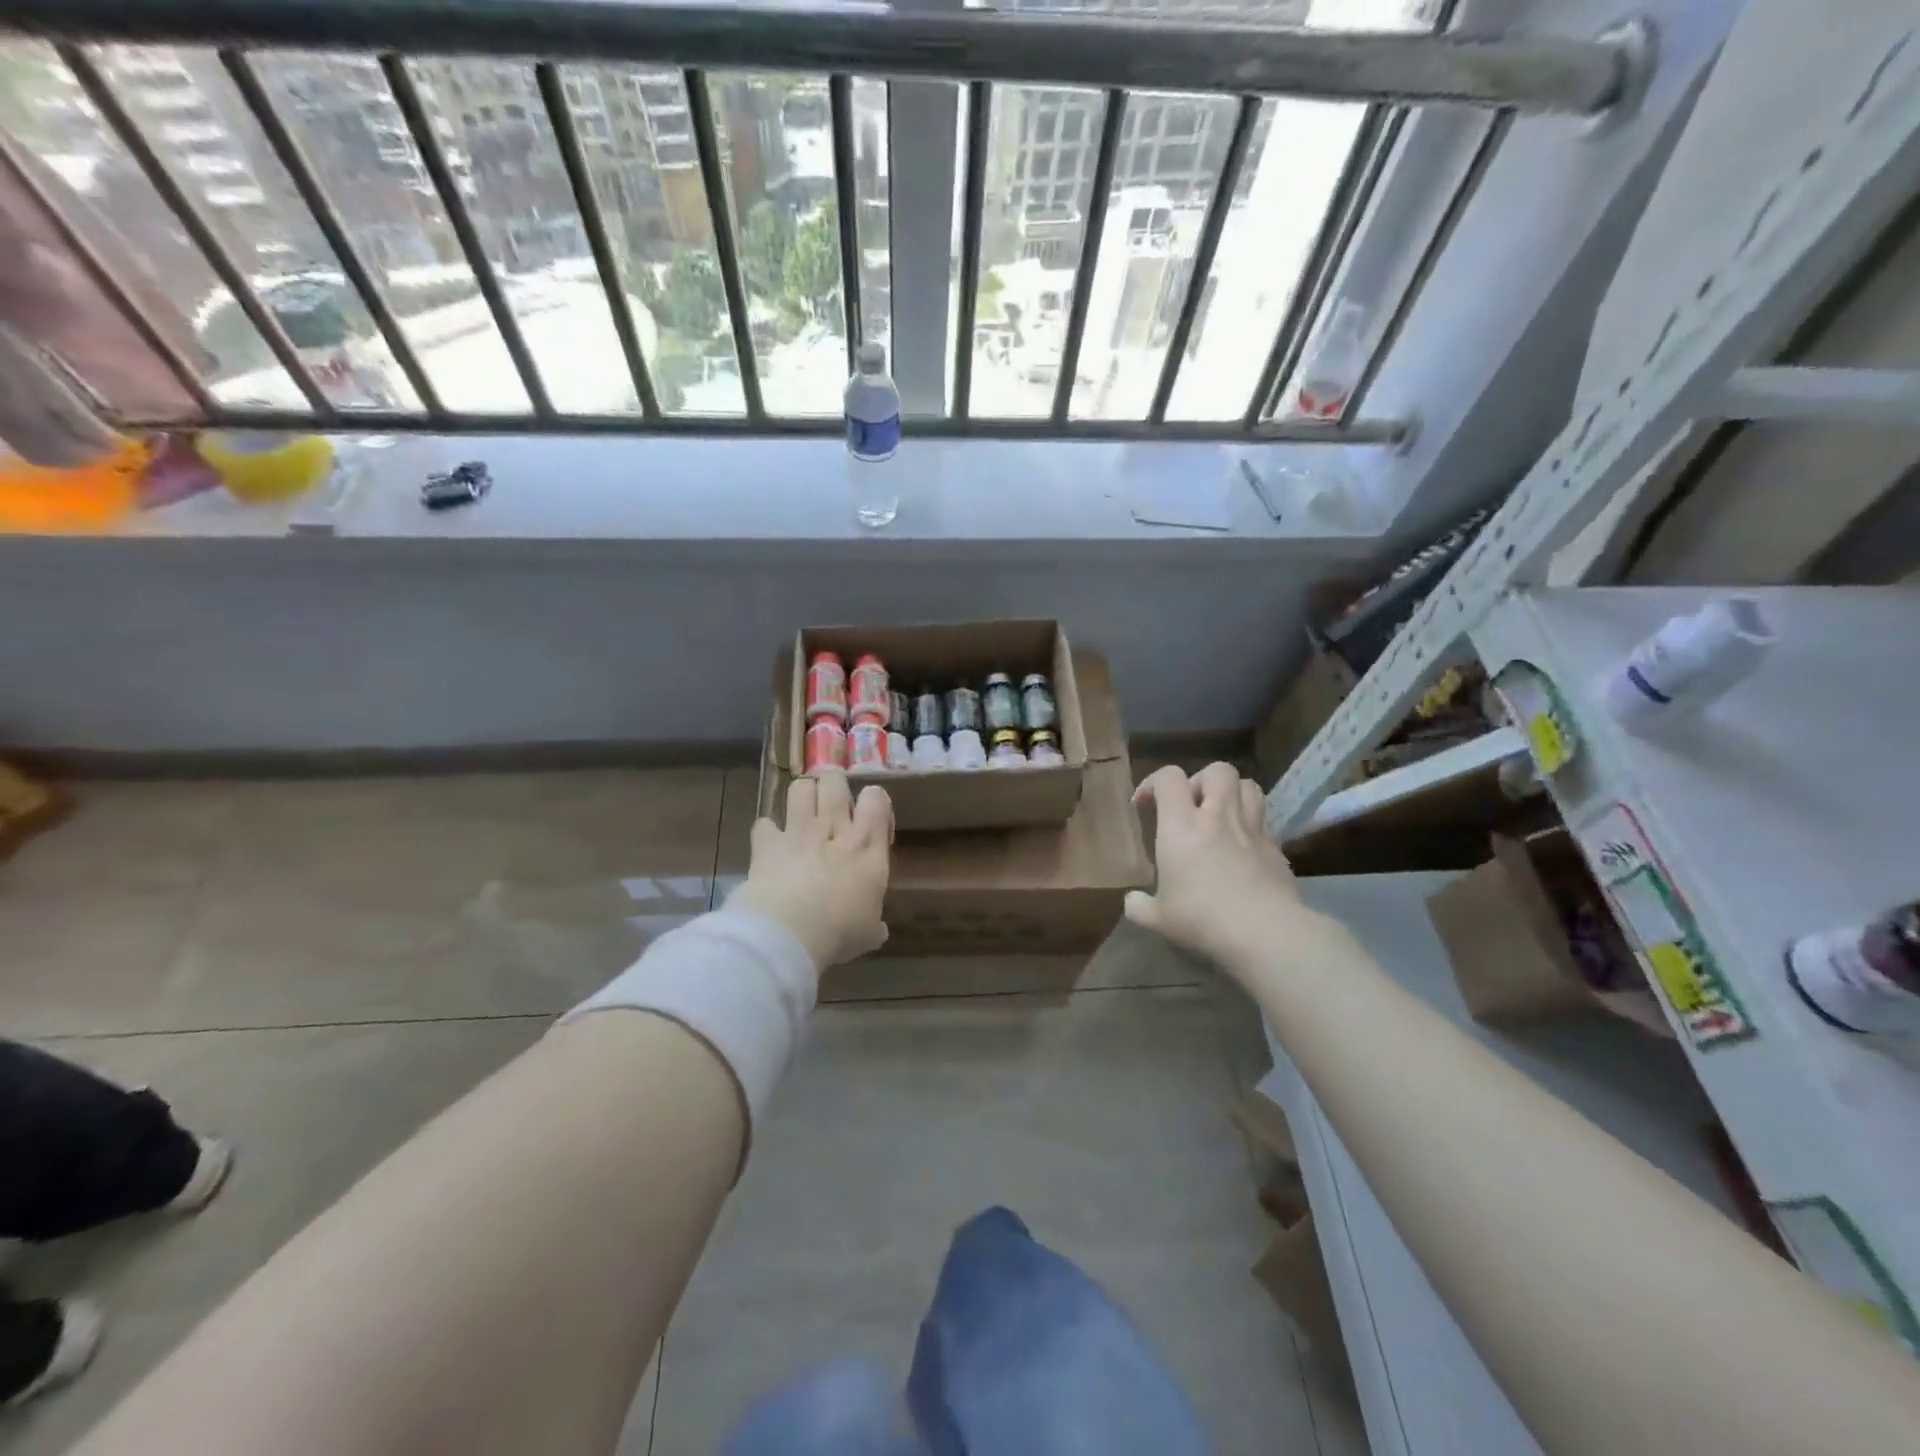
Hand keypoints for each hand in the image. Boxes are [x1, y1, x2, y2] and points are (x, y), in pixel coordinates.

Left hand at [729, 772, 891, 969]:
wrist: (789, 933)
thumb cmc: (839, 933)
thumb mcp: (867, 934)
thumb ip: (873, 925)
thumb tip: (878, 930)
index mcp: (867, 847)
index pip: (876, 799)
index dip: (873, 800)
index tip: (870, 820)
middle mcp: (835, 830)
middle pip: (835, 782)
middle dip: (833, 785)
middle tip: (833, 804)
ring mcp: (799, 832)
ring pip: (801, 788)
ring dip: (803, 794)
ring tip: (803, 810)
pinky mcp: (767, 843)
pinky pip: (764, 824)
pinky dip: (767, 832)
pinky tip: (770, 844)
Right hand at [1126, 763, 1328, 971]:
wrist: (1265, 933)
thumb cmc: (1202, 919)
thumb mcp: (1159, 919)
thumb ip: (1140, 907)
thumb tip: (1132, 901)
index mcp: (1181, 826)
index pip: (1169, 778)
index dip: (1153, 782)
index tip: (1144, 804)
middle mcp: (1218, 817)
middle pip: (1217, 770)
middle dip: (1201, 780)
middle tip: (1190, 806)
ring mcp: (1252, 830)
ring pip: (1249, 786)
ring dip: (1232, 793)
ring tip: (1220, 816)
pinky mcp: (1277, 849)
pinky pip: (1264, 823)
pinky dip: (1251, 827)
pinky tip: (1242, 851)